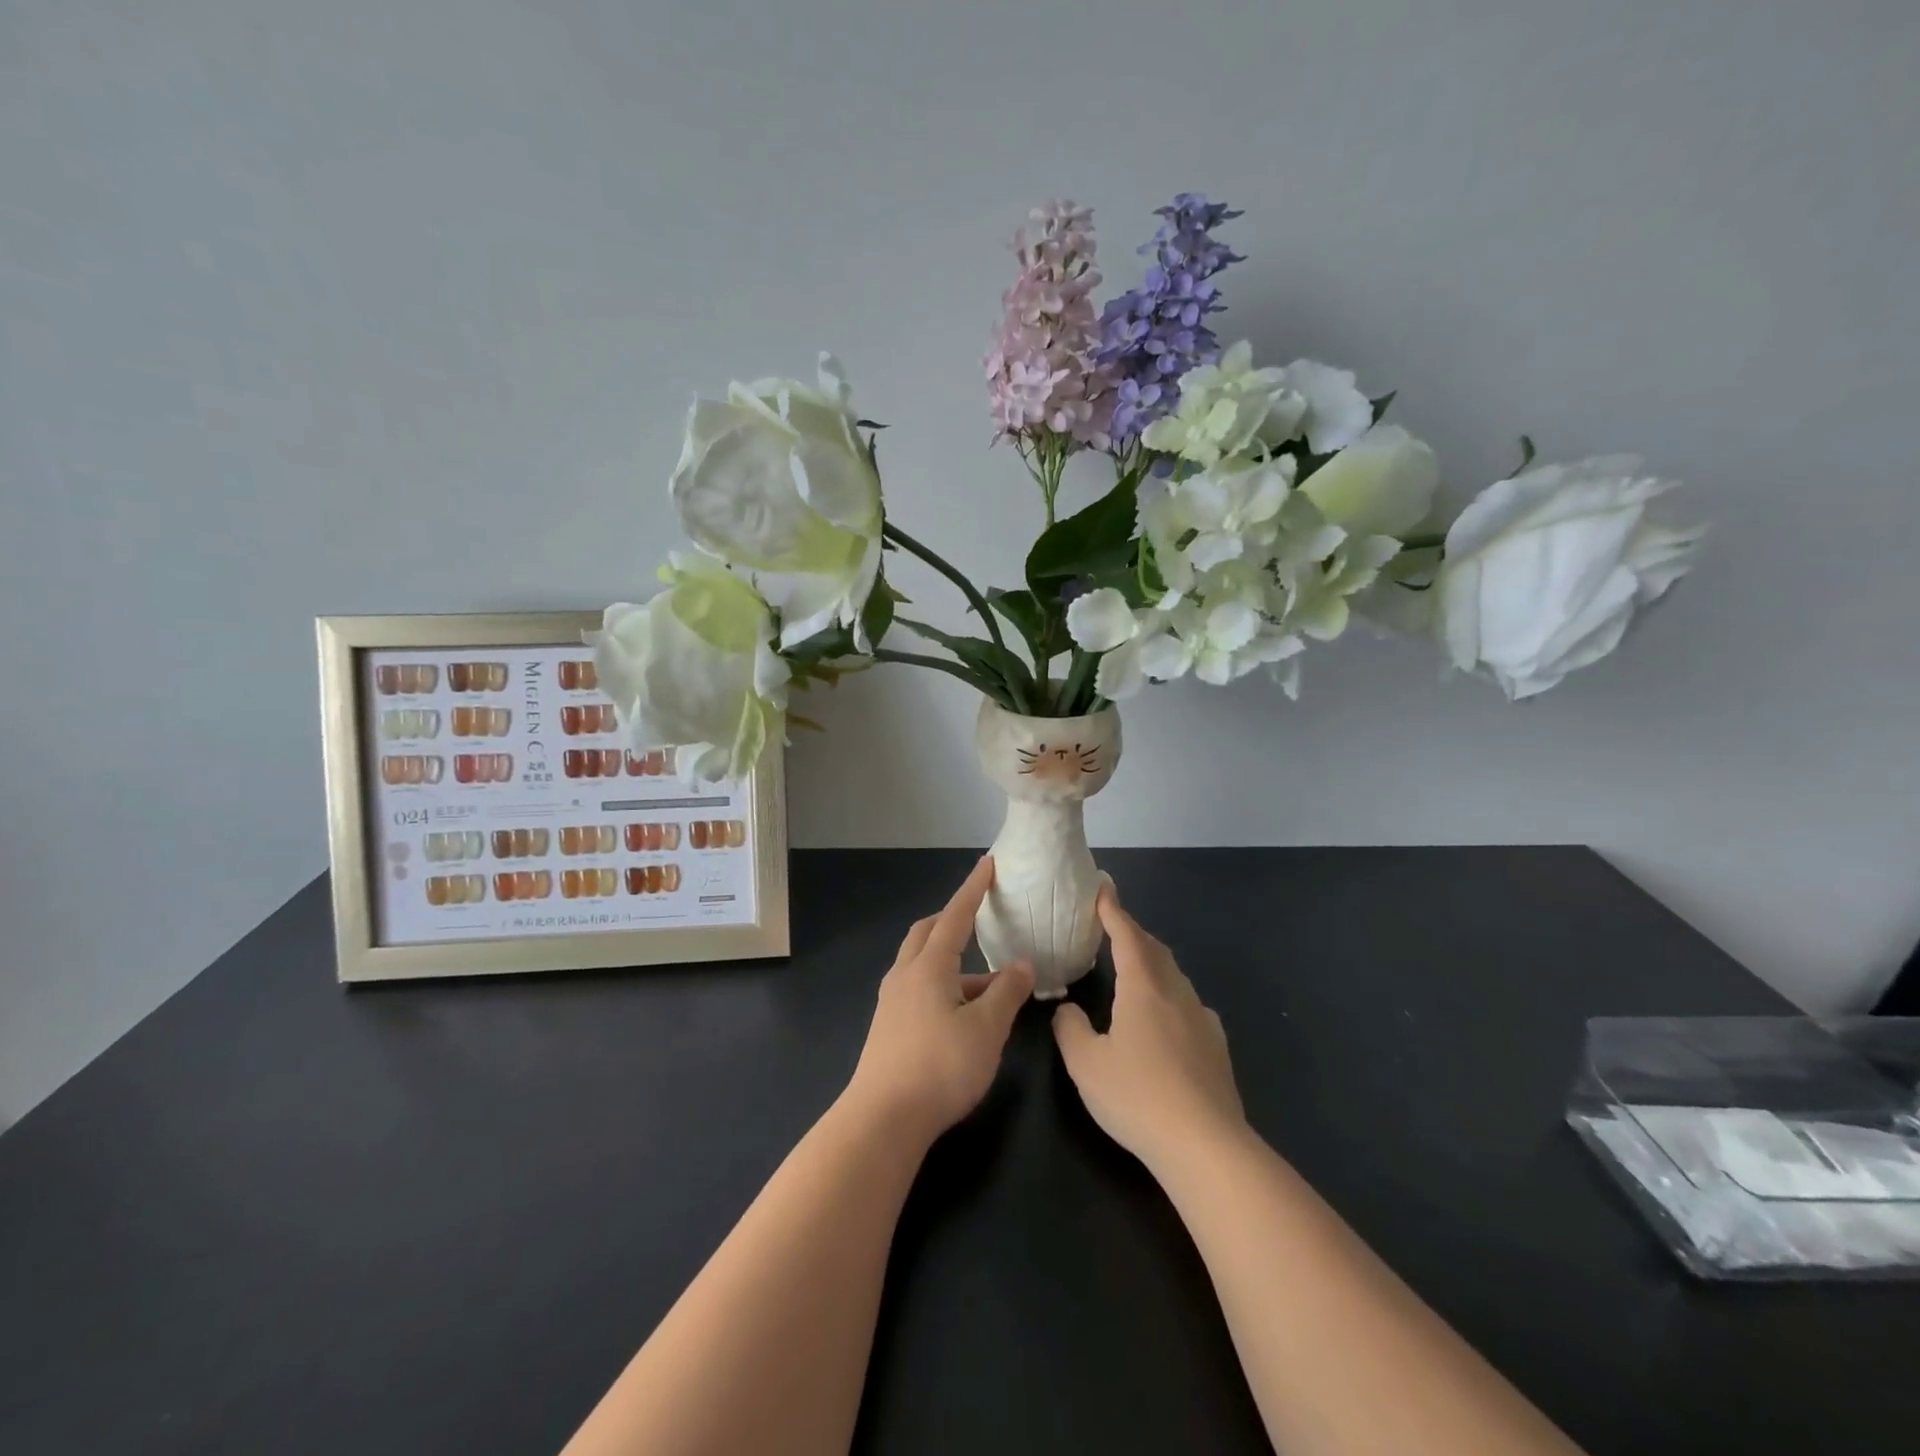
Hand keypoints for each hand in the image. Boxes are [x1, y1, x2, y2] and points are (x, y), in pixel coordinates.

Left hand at [845, 856, 1033, 1146]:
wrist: (883, 1119)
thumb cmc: (940, 1067)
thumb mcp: (986, 1029)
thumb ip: (1007, 992)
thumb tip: (1024, 964)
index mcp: (929, 966)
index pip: (956, 915)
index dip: (973, 889)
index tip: (988, 863)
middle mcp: (905, 975)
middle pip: (928, 932)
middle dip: (953, 919)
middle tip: (979, 917)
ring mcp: (892, 1001)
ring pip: (922, 963)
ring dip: (953, 961)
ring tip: (991, 983)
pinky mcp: (888, 1026)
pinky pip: (918, 987)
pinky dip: (943, 985)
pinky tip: (963, 1014)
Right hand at [1052, 881, 1247, 1178]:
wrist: (1205, 1146)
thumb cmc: (1137, 1096)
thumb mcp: (1085, 1064)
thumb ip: (1071, 1030)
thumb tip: (1068, 1011)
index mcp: (1143, 988)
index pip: (1127, 937)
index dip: (1113, 911)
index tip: (1103, 890)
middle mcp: (1176, 994)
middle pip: (1155, 950)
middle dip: (1134, 933)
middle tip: (1115, 925)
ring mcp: (1202, 1020)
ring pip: (1175, 976)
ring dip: (1154, 962)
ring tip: (1137, 966)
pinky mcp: (1217, 1047)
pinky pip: (1191, 1005)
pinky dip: (1172, 995)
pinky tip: (1169, 1015)